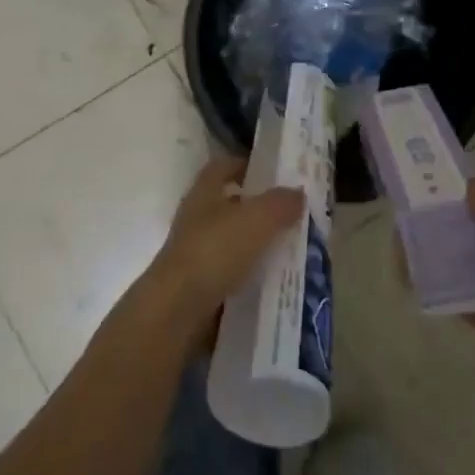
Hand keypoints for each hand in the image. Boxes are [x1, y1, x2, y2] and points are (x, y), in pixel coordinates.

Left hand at [141, 156, 303, 335]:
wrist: (177, 310)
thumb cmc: (215, 250)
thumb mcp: (258, 219)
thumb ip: (280, 203)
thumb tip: (297, 193)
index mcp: (204, 193)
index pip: (222, 166)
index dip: (245, 164)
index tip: (272, 171)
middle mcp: (196, 219)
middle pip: (229, 205)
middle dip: (258, 208)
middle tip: (292, 213)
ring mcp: (195, 254)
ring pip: (232, 241)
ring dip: (257, 244)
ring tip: (291, 250)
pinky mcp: (199, 287)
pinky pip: (231, 274)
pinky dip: (250, 276)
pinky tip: (274, 282)